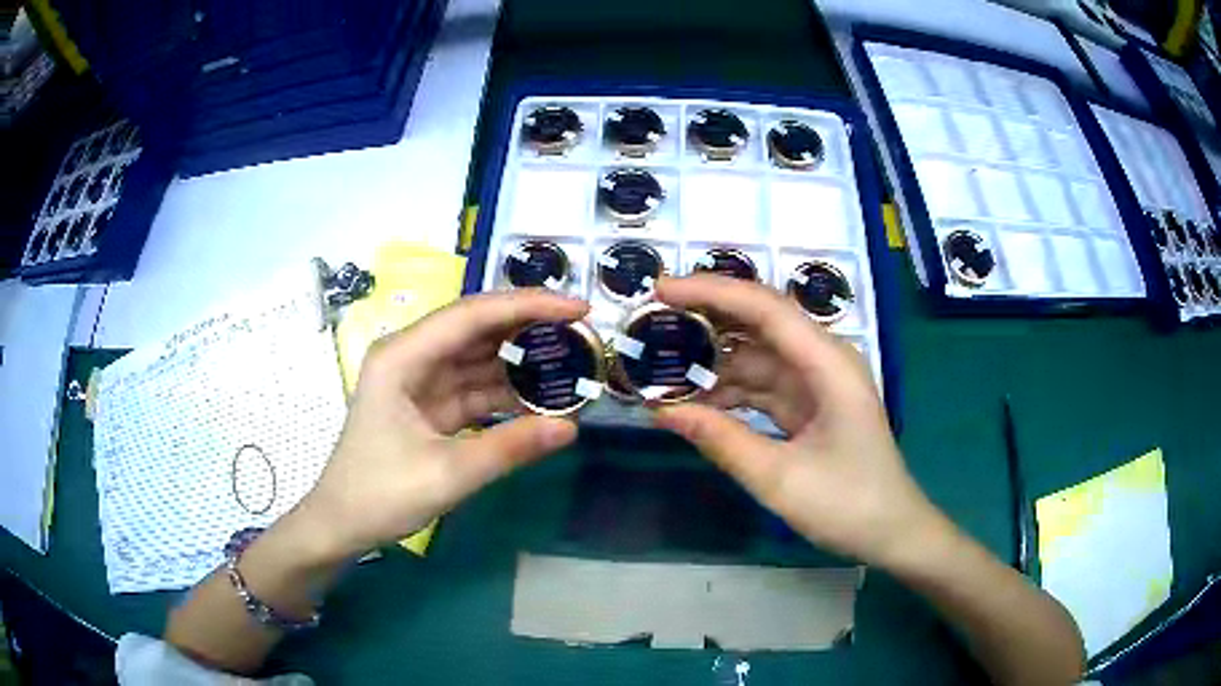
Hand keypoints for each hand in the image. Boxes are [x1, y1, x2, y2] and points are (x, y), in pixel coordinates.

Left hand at [296, 290, 587, 560]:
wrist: (341, 525)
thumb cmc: (380, 495)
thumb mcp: (447, 474)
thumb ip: (509, 448)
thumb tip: (571, 427)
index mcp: (403, 356)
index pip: (472, 315)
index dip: (528, 305)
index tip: (579, 308)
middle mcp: (411, 356)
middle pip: (477, 329)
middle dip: (529, 327)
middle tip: (583, 333)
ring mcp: (420, 380)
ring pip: (479, 357)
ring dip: (521, 361)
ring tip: (573, 361)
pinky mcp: (429, 405)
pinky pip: (474, 388)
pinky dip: (506, 392)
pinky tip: (541, 397)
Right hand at [653, 275, 940, 566]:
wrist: (891, 532)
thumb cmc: (848, 504)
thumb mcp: (779, 479)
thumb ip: (721, 440)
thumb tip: (662, 411)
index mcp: (829, 364)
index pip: (766, 308)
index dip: (712, 292)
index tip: (661, 290)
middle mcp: (824, 361)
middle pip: (760, 324)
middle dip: (707, 320)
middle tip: (652, 322)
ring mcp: (817, 384)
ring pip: (757, 358)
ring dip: (713, 364)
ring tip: (662, 368)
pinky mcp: (810, 406)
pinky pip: (763, 387)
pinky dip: (730, 393)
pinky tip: (696, 402)